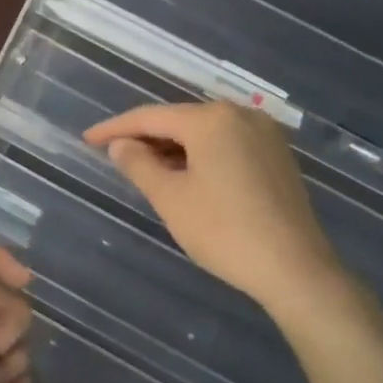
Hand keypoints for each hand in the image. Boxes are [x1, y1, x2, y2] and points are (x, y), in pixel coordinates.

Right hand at [84, 101, 343, 317]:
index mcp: (212, 119)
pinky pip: (228, 145)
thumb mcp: (171, 199)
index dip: (115, 128)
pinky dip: (201, 156)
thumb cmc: (224, 231)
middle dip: (146, 137)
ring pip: (206, 134)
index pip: (151, 117)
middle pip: (181, 120)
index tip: (87, 139)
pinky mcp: (278, 156)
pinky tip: (187, 176)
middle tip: (114, 156)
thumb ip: (139, 165)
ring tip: (146, 169)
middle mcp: (241, 115)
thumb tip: (121, 145)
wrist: (294, 267)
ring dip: (174, 148)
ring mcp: (265, 134)